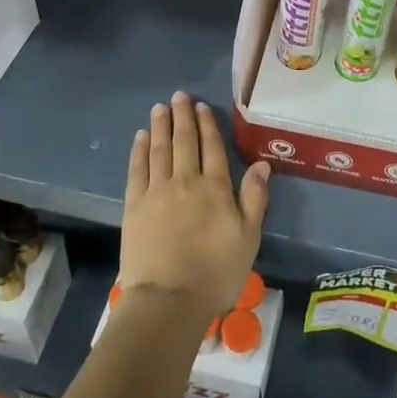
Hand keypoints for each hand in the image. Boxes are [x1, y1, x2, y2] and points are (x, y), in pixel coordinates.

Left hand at [120, 92, 269, 321]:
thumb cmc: (216, 273)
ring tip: (160, 108)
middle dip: (182, 117)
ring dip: (160, 126)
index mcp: (215, 188)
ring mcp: (157, 191)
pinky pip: (137, 169)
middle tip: (179, 96)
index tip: (201, 107)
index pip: (212, 147)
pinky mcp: (134, 205)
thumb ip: (254, 198)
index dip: (207, 125)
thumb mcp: (248, 238)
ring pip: (159, 149)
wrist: (168, 300)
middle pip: (184, 141)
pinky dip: (139, 150)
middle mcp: (186, 181)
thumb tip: (262, 164)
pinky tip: (140, 137)